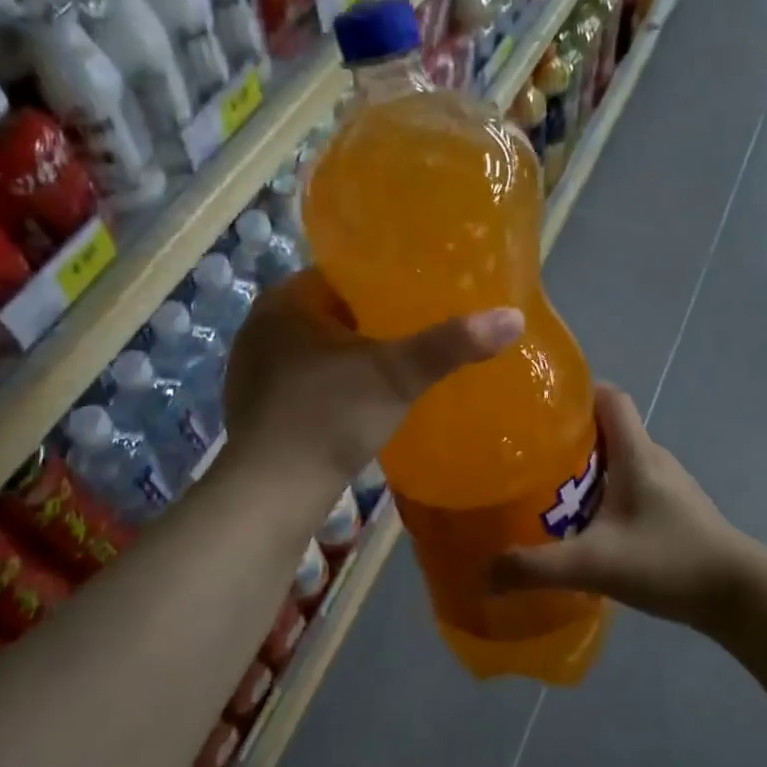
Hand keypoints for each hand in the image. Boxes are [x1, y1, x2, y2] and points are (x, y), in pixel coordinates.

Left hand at [225, 270, 523, 492]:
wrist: (272, 491)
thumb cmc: (330, 416)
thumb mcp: (397, 376)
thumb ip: (451, 344)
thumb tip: (514, 316)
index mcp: (284, 301)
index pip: (341, 274)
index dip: (383, 281)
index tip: (420, 293)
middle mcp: (260, 327)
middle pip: (330, 312)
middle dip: (370, 319)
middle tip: (417, 328)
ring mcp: (252, 369)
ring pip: (316, 348)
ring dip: (350, 354)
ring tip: (395, 363)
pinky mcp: (256, 407)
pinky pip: (303, 380)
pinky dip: (331, 383)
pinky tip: (359, 401)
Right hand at [489, 384, 761, 630]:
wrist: (739, 596)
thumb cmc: (669, 561)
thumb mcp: (595, 564)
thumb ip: (536, 568)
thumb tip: (483, 573)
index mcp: (637, 453)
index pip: (609, 397)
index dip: (576, 393)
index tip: (538, 408)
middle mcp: (653, 458)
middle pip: (608, 428)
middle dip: (567, 436)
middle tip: (526, 456)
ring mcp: (668, 484)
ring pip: (619, 459)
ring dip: (585, 468)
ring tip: (546, 490)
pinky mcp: (674, 509)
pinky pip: (630, 485)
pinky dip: (604, 493)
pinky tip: (584, 525)